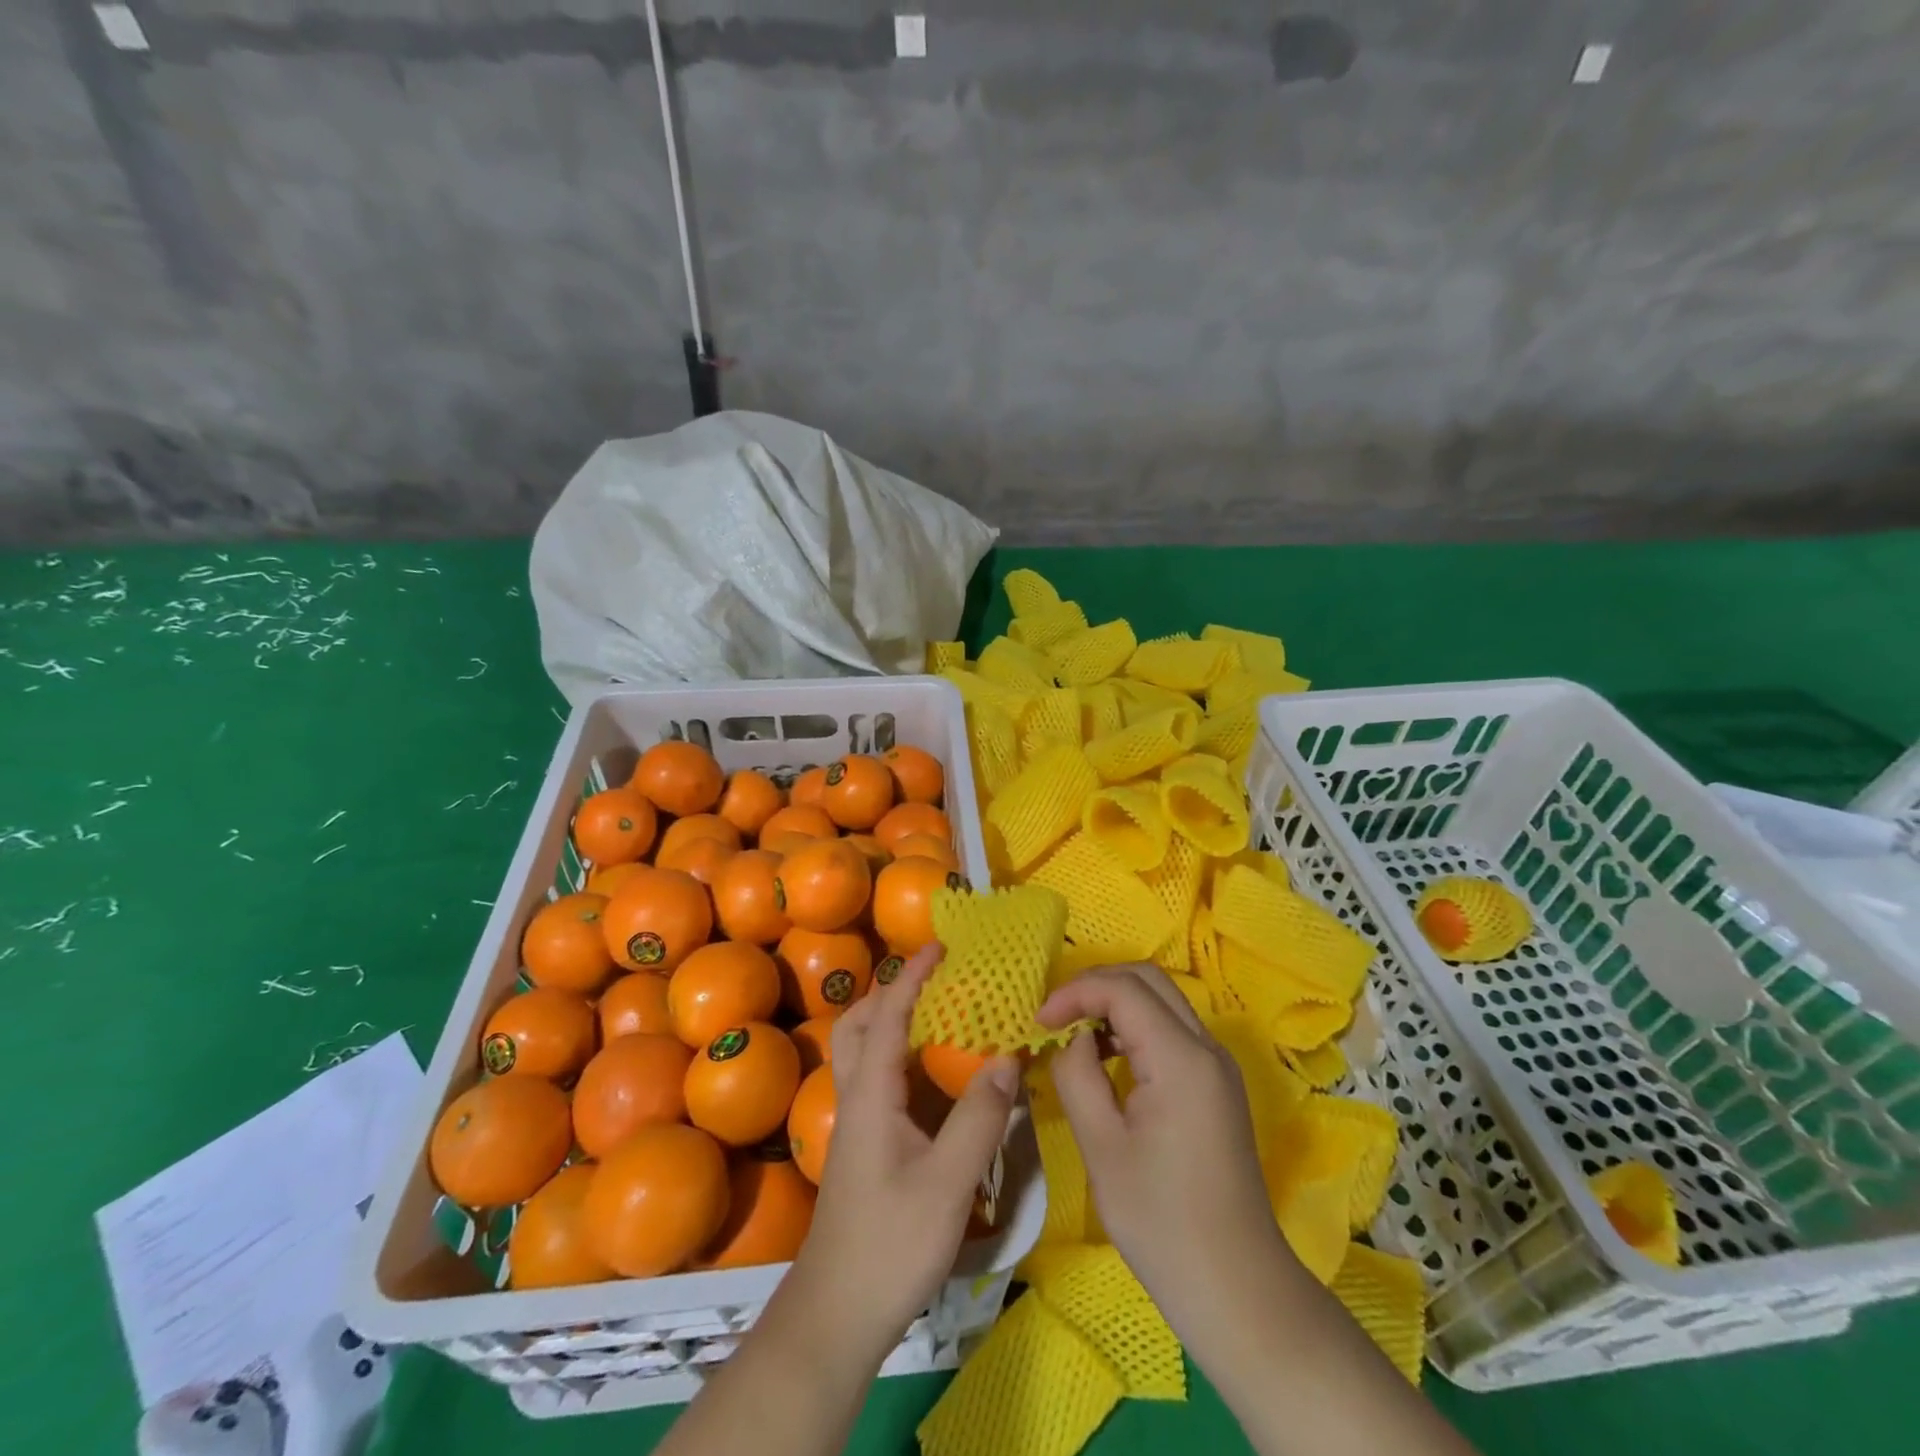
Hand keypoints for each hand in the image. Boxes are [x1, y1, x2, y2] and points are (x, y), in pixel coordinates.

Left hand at [787, 942, 1020, 1355]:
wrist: (837, 1313)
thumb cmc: (891, 1243)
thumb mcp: (947, 1182)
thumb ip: (979, 1118)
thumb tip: (1008, 1060)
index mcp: (871, 1093)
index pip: (887, 1016)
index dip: (911, 977)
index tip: (938, 946)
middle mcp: (856, 1097)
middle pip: (860, 1026)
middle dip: (892, 992)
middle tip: (934, 979)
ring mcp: (856, 1123)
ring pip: (862, 1052)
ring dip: (891, 1021)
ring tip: (936, 1015)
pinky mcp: (863, 1145)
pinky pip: (877, 1079)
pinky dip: (899, 1056)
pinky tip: (932, 1076)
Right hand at [1036, 964, 1306, 1353]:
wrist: (1237, 1287)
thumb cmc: (1162, 1221)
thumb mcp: (1101, 1146)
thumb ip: (1077, 1075)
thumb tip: (1070, 1039)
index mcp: (1181, 1058)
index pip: (1124, 989)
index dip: (1075, 992)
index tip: (1039, 1021)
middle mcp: (1207, 1048)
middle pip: (1148, 979)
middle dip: (1096, 985)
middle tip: (1055, 1016)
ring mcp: (1217, 1066)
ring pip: (1162, 1001)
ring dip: (1115, 1003)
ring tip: (1074, 1035)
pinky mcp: (1216, 1085)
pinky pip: (1172, 1030)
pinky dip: (1135, 1027)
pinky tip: (1108, 1060)